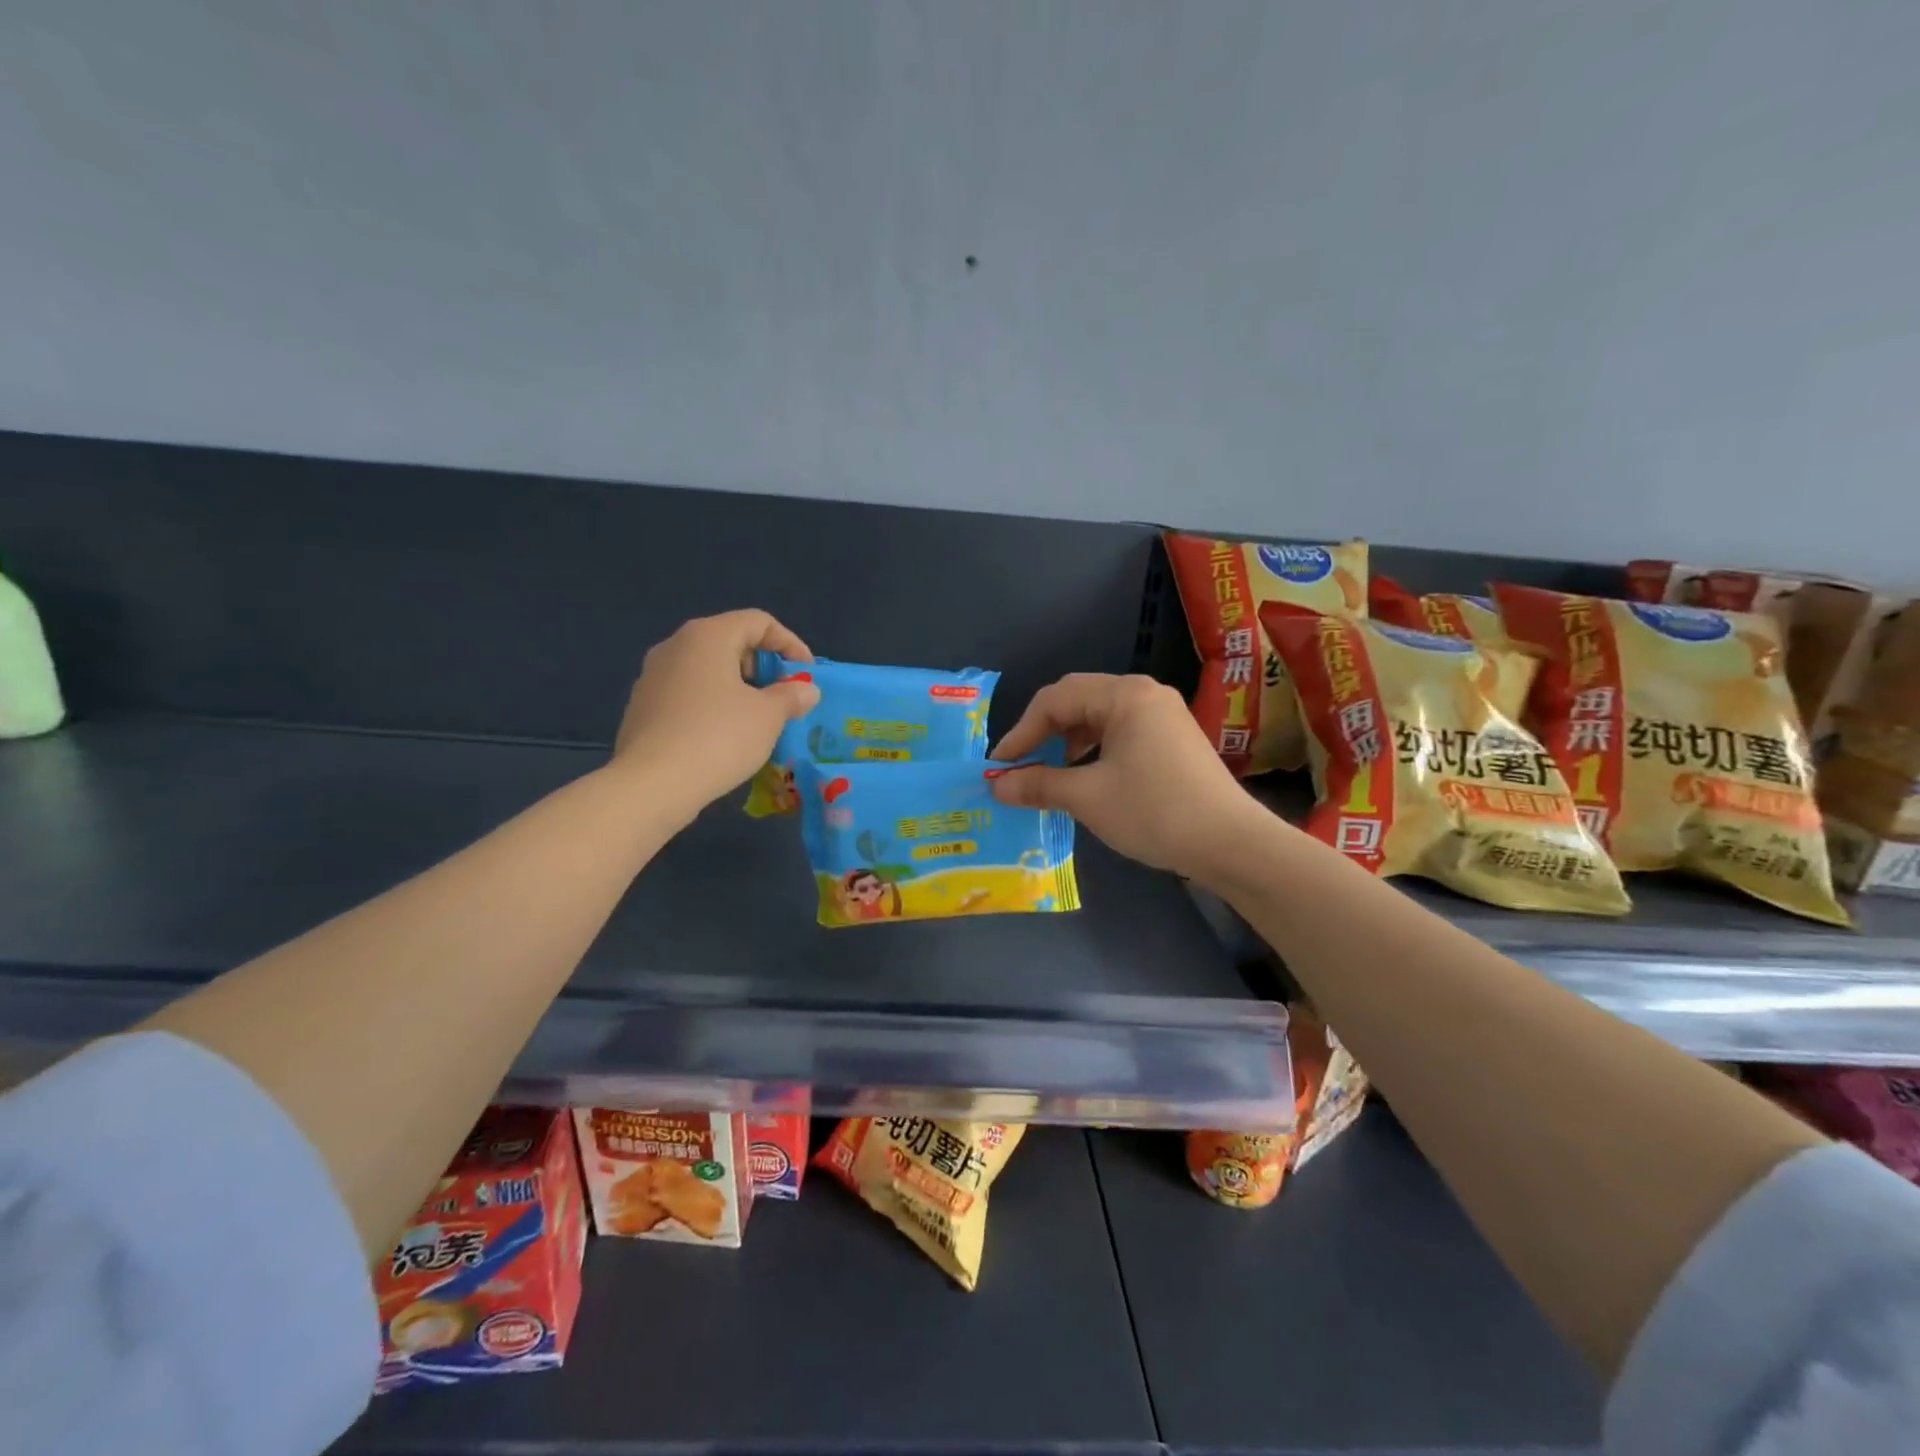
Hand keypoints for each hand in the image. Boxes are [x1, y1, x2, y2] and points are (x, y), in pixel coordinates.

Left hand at [613, 610, 819, 817]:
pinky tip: (725, 736)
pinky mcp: (642, 707)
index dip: (790, 643)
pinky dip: (713, 705)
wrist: (651, 785)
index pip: (758, 622)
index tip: (806, 674)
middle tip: (785, 697)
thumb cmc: (718, 738)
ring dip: (739, 687)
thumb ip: (791, 696)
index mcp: (707, 636)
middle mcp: (675, 646)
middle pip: (730, 642)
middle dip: (764, 666)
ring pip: (707, 670)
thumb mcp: (768, 716)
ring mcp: (652, 676)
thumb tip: (806, 690)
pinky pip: (688, 694)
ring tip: (759, 719)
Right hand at [989, 673, 1269, 881]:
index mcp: (1124, 695)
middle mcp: (1145, 694)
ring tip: (1050, 774)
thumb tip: (996, 785)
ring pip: (1099, 717)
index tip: (999, 767)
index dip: (1021, 732)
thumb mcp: (1088, 797)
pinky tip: (1086, 777)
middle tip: (1020, 766)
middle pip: (1077, 700)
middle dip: (1043, 733)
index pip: (1055, 700)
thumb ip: (1038, 785)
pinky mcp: (1173, 738)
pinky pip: (1121, 732)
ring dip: (1067, 742)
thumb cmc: (1154, 811)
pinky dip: (1094, 750)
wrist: (1230, 843)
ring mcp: (1163, 715)